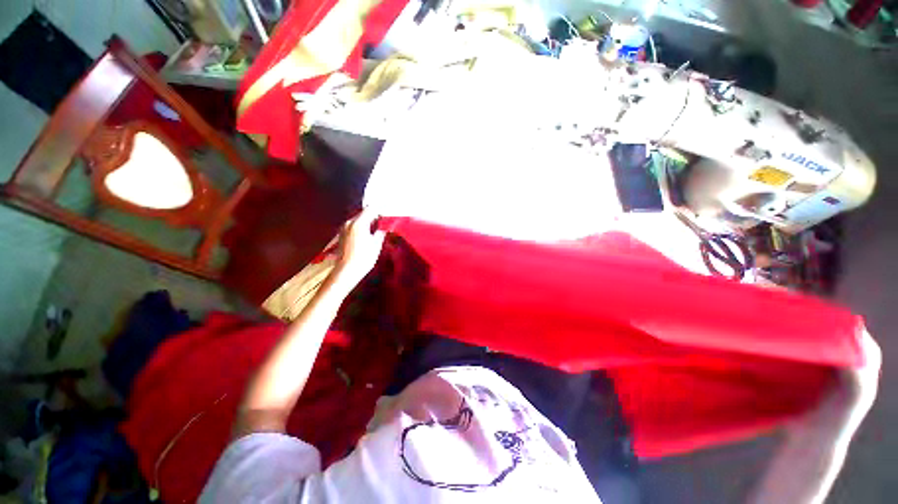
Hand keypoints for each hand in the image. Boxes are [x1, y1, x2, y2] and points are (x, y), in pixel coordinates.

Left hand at [332, 209, 385, 287]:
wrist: (347, 270)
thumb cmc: (364, 257)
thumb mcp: (376, 244)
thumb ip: (381, 231)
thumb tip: (386, 226)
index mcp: (358, 223)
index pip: (371, 209)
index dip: (381, 210)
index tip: (388, 215)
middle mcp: (349, 222)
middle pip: (364, 213)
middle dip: (375, 216)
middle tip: (385, 223)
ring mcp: (344, 228)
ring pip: (359, 220)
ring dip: (368, 222)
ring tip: (378, 229)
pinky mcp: (342, 234)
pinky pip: (354, 226)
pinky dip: (362, 227)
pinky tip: (368, 235)